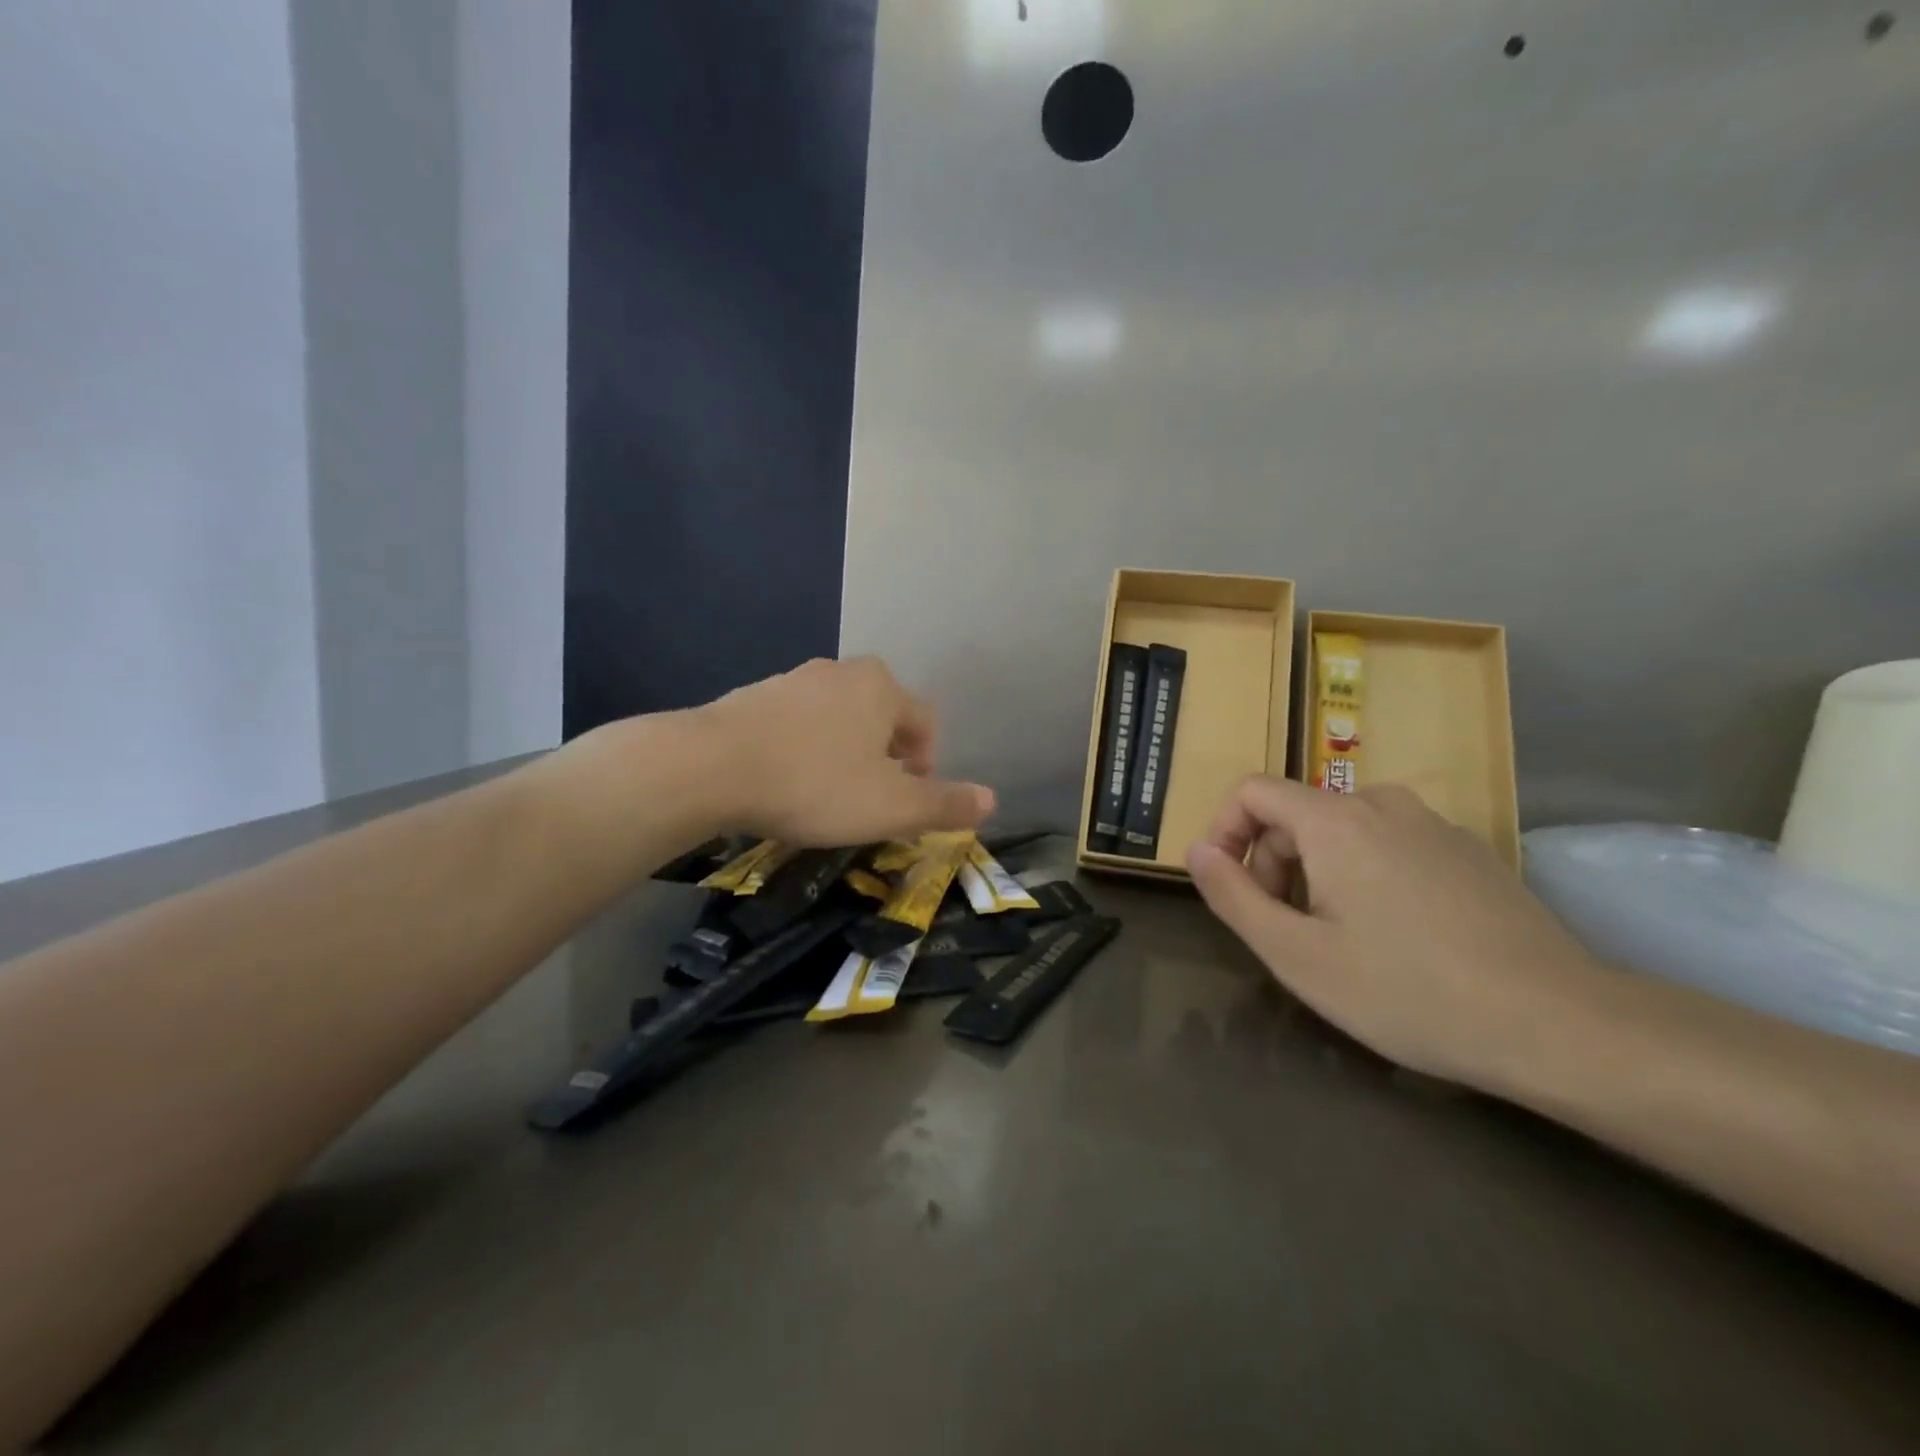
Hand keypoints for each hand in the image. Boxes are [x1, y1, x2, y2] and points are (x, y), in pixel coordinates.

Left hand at [697, 656, 994, 845]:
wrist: (711, 767)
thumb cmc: (816, 784)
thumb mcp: (891, 806)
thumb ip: (945, 804)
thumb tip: (992, 801)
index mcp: (882, 688)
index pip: (925, 722)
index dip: (927, 764)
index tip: (908, 800)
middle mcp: (841, 672)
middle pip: (882, 717)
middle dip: (886, 757)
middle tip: (871, 799)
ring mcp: (793, 680)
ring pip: (838, 719)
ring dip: (844, 753)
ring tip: (828, 794)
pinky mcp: (753, 697)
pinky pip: (797, 724)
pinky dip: (803, 750)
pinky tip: (786, 781)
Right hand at [1186, 776, 1602, 1086]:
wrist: (1557, 1024)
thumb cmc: (1407, 990)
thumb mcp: (1295, 954)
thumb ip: (1232, 895)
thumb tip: (1197, 851)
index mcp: (1334, 820)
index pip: (1252, 790)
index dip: (1223, 831)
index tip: (1227, 886)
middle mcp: (1383, 804)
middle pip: (1296, 813)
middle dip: (1272, 864)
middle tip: (1285, 931)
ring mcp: (1434, 825)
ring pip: (1344, 831)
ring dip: (1316, 873)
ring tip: (1337, 940)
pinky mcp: (1471, 852)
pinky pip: (1391, 845)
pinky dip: (1366, 876)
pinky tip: (1396, 938)